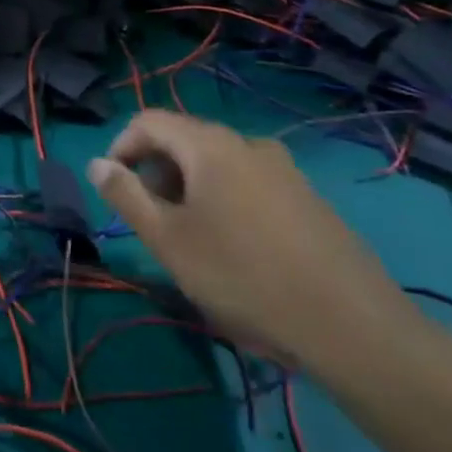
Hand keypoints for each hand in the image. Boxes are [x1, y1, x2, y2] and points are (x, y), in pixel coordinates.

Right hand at [86, 110, 414, 376]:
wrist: (354, 329)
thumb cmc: (243, 277)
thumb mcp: (168, 240)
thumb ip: (126, 196)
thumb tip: (97, 165)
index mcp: (209, 145)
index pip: (148, 122)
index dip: (121, 148)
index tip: (113, 190)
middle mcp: (247, 144)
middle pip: (184, 140)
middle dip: (156, 172)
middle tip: (151, 221)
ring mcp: (285, 170)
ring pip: (218, 164)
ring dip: (190, 189)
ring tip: (191, 239)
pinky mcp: (310, 200)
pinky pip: (250, 184)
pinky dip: (226, 201)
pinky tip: (236, 250)